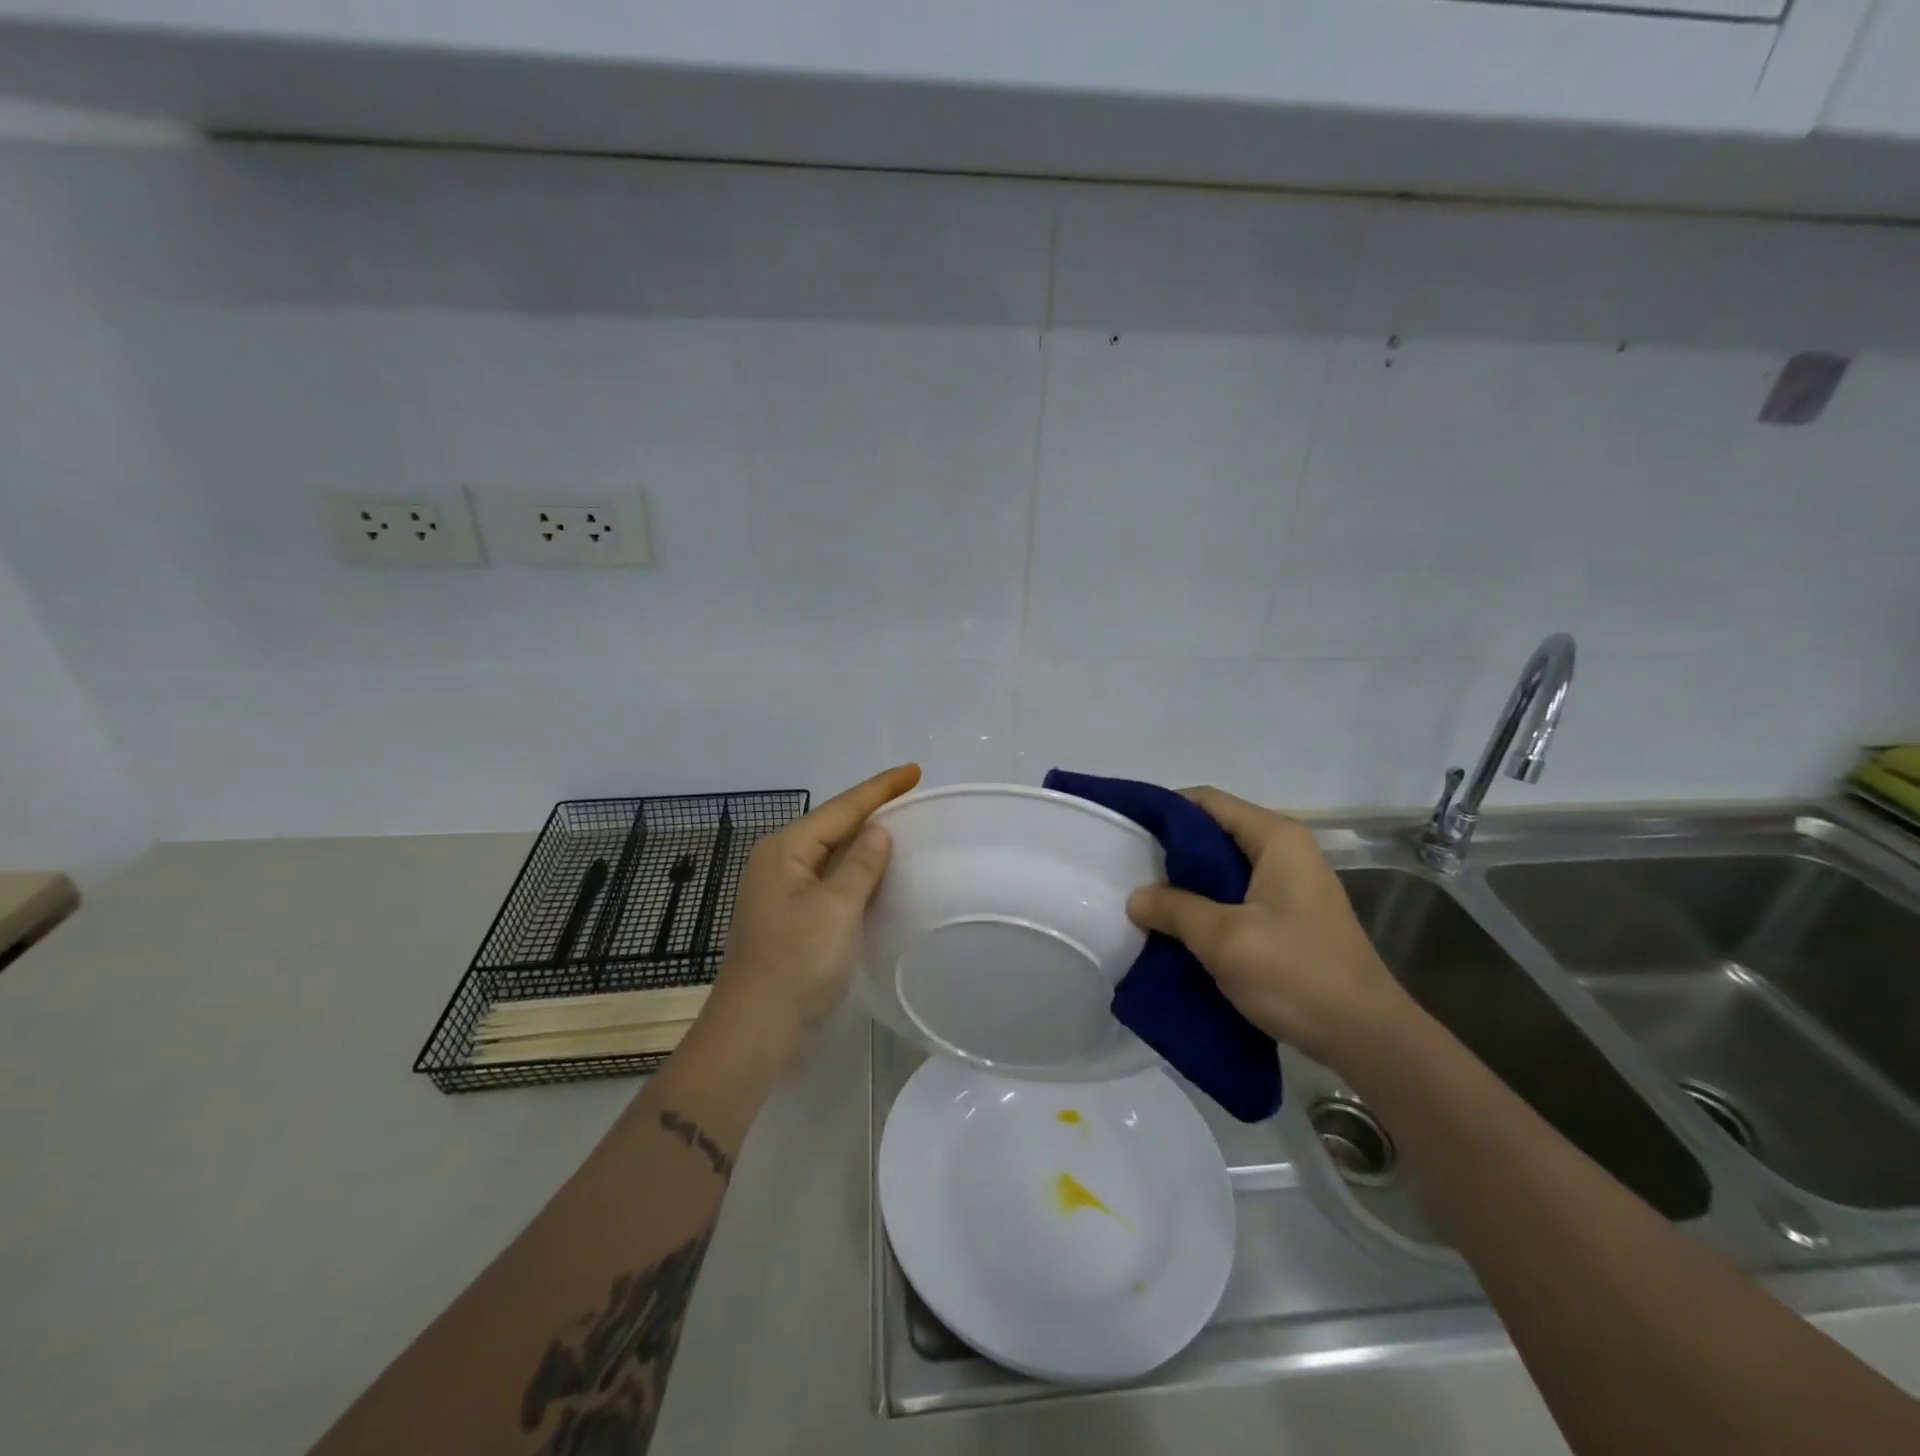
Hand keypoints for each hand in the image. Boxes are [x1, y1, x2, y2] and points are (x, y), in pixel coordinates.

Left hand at [704, 764, 921, 1053]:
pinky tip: (878, 874)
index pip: (841, 808)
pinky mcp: (791, 918)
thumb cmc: (796, 962)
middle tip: (912, 796)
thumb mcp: (837, 908)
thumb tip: (877, 831)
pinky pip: (830, 880)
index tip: (915, 771)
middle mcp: (779, 862)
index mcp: (785, 849)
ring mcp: (783, 892)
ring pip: (832, 854)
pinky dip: (856, 872)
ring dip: (865, 841)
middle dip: (872, 810)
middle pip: (834, 825)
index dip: (880, 789)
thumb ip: (861, 864)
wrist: (756, 1031)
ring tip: (902, 827)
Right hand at [1125, 787, 1411, 1069]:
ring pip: (1223, 867)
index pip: (1207, 801)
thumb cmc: (1297, 975)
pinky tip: (1179, 927)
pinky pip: (1236, 895)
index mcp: (1276, 838)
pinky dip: (1206, 904)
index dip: (1164, 810)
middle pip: (1215, 831)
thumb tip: (1136, 897)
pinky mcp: (1289, 916)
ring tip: (1146, 901)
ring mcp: (1290, 885)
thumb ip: (1175, 909)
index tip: (1125, 832)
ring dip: (1186, 882)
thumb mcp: (1225, 939)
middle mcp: (1285, 851)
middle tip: (1129, 872)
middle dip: (1171, 850)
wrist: (1368, 1038)